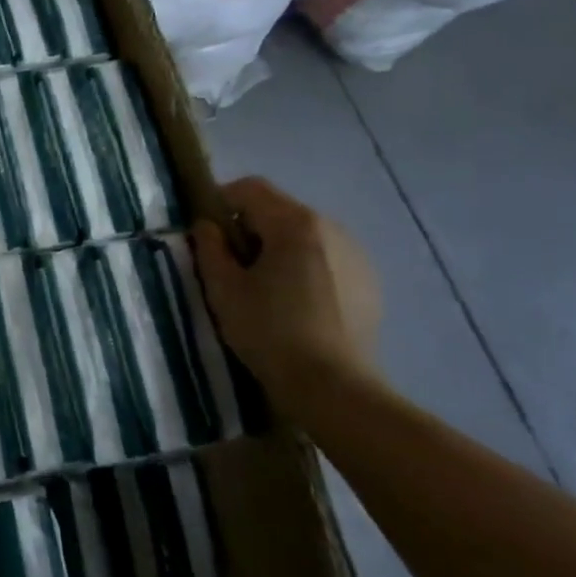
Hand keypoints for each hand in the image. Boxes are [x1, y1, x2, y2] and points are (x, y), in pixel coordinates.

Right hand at [191, 177, 384, 414]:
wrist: (334, 388)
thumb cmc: (270, 332)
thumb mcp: (223, 289)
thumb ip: (209, 248)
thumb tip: (206, 226)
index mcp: (294, 223)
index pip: (249, 188)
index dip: (220, 202)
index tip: (207, 235)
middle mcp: (331, 227)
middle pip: (278, 210)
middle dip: (249, 229)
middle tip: (232, 267)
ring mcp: (356, 255)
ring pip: (304, 235)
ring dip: (279, 249)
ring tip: (265, 289)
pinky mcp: (369, 282)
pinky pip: (327, 259)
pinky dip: (305, 268)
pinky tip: (297, 305)